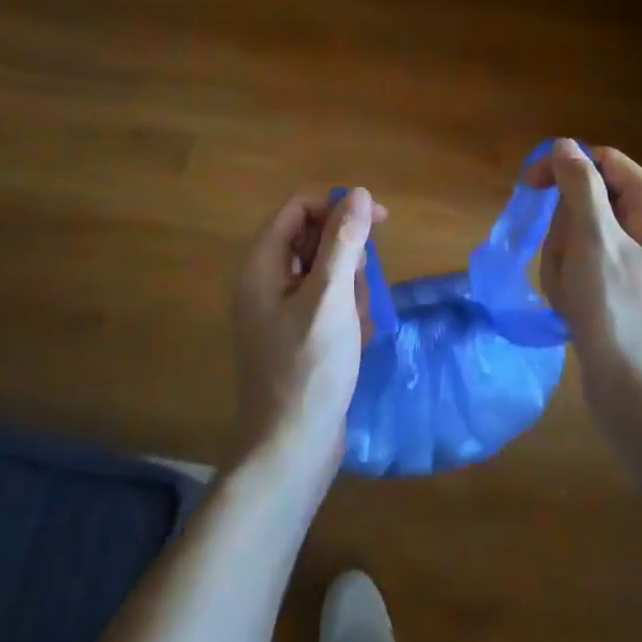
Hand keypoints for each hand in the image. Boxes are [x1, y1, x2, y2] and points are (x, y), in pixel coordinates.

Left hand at [230, 188, 382, 481]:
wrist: (291, 448)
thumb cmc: (310, 367)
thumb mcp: (331, 297)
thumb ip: (344, 241)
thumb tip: (359, 193)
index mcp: (262, 264)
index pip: (300, 209)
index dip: (338, 208)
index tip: (380, 222)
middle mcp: (265, 281)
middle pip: (315, 239)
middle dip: (347, 260)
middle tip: (357, 293)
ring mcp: (280, 310)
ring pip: (328, 273)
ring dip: (350, 291)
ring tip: (354, 326)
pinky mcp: (297, 334)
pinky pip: (328, 303)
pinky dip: (346, 315)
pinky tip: (354, 342)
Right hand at [525, 141, 641, 460]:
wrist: (640, 395)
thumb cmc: (618, 312)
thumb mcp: (594, 240)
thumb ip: (579, 186)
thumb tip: (564, 145)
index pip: (600, 161)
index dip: (562, 168)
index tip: (528, 189)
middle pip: (585, 199)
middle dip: (562, 230)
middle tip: (567, 264)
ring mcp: (637, 258)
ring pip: (577, 234)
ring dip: (562, 260)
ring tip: (571, 294)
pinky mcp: (623, 286)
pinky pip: (582, 264)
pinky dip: (569, 282)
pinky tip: (573, 309)